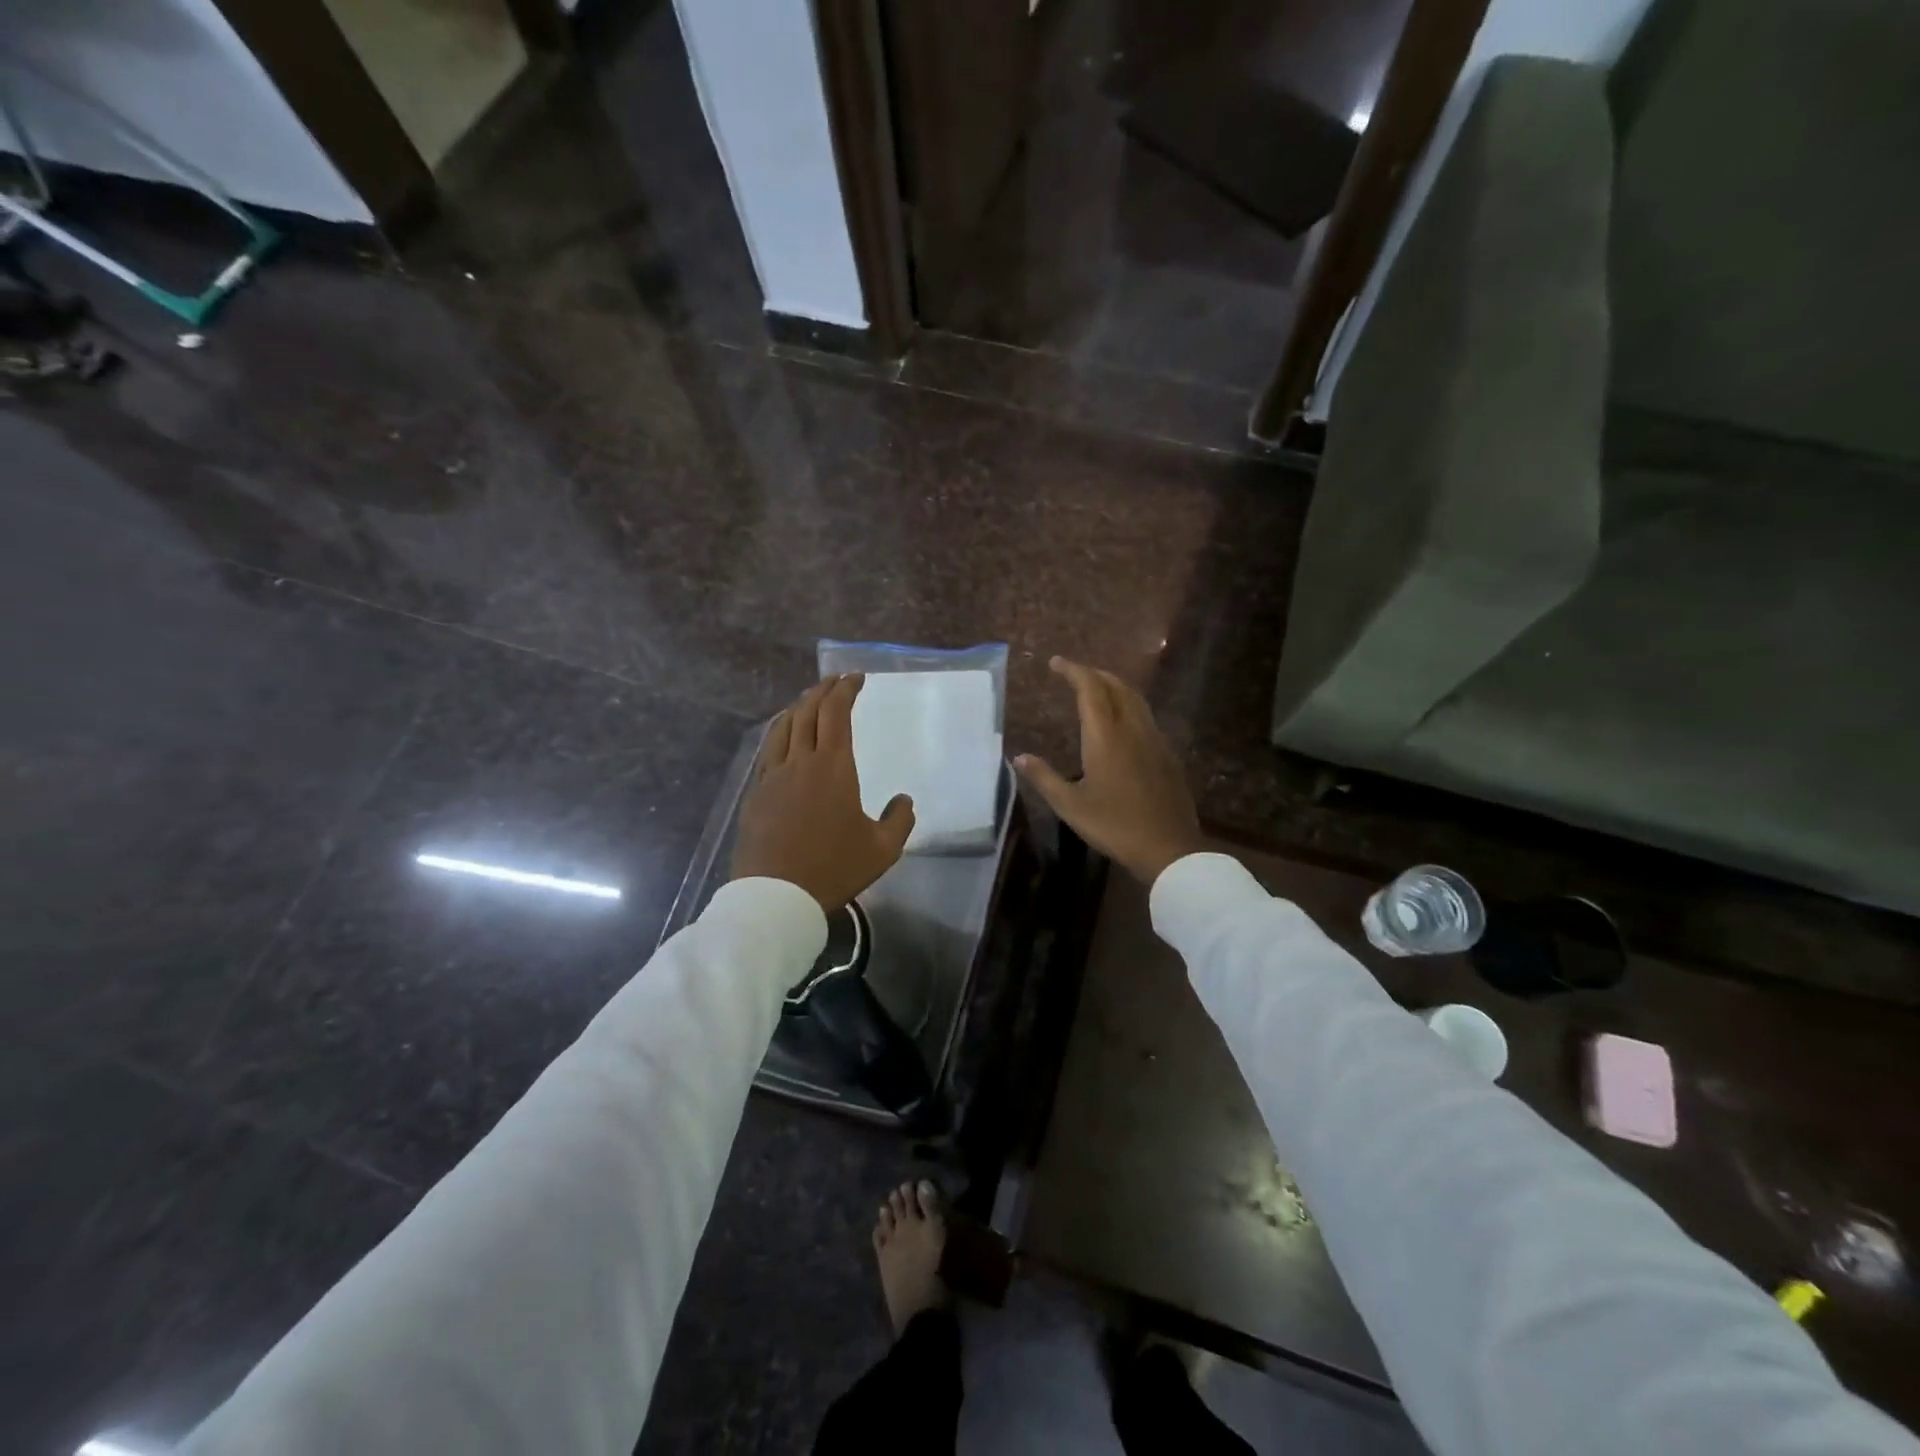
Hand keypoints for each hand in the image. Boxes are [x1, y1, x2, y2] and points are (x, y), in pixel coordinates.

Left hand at [733, 674, 915, 911]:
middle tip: (836, 680)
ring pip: (783, 727)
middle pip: (808, 712)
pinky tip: (783, 736)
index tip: (856, 678)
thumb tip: (903, 799)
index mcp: (834, 768)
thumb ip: (899, 820)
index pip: (837, 714)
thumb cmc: (833, 869)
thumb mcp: (883, 850)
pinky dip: (779, 732)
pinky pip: (768, 751)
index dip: (846, 690)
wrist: (776, 896)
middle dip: (823, 690)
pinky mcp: (756, 794)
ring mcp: (773, 776)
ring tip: (809, 699)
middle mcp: (801, 762)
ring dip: (798, 707)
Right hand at [1015, 657, 1202, 884]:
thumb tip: (1018, 758)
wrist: (1168, 847)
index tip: (1056, 662)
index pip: (1090, 688)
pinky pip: (1146, 716)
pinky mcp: (1167, 754)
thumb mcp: (1070, 806)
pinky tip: (1121, 723)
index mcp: (1105, 736)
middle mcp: (1132, 728)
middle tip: (1074, 672)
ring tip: (1096, 689)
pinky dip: (1128, 706)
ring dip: (1114, 686)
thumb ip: (1044, 778)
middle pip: (1116, 686)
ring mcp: (1154, 740)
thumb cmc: (1114, 825)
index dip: (1073, 670)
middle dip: (1094, 674)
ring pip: (1135, 699)